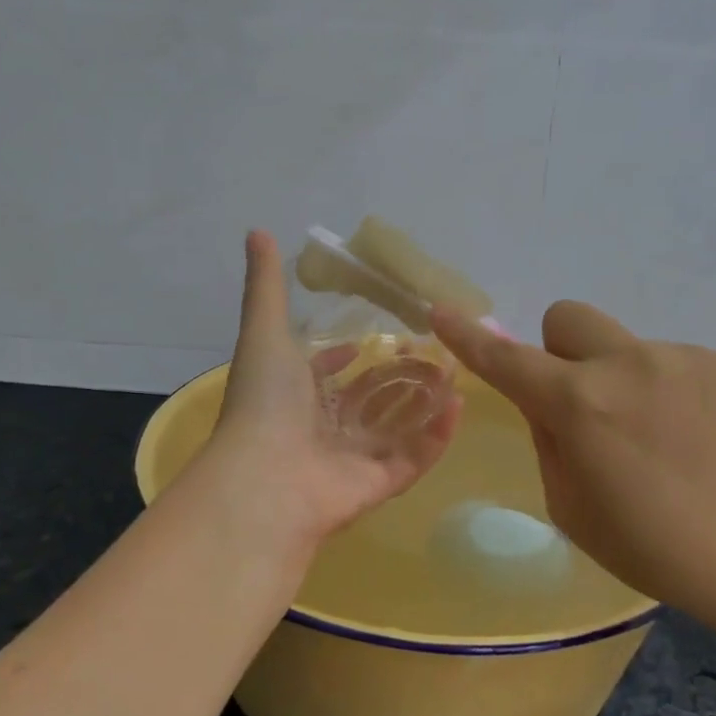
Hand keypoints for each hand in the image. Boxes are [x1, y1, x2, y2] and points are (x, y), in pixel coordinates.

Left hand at [205, 231, 461, 558]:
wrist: (266, 477)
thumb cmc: (266, 401)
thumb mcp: (265, 331)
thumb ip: (267, 286)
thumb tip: (256, 231)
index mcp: (295, 398)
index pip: (324, 376)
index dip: (343, 358)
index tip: (372, 339)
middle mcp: (323, 430)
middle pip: (368, 401)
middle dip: (398, 378)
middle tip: (434, 352)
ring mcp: (351, 459)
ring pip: (396, 428)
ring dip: (424, 403)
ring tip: (457, 373)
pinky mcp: (378, 485)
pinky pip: (414, 458)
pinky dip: (436, 436)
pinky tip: (459, 405)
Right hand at [432, 301, 715, 608]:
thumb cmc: (664, 552)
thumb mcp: (576, 514)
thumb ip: (550, 445)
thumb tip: (550, 407)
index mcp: (580, 404)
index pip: (507, 360)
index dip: (469, 338)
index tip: (443, 313)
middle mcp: (628, 363)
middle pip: (569, 318)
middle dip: (562, 351)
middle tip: (589, 406)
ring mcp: (686, 356)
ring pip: (631, 350)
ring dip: (630, 383)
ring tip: (672, 446)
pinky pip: (682, 365)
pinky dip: (679, 394)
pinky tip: (710, 443)